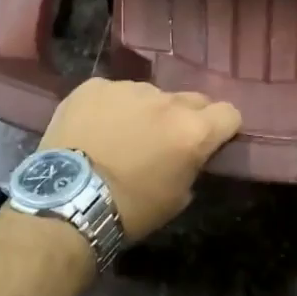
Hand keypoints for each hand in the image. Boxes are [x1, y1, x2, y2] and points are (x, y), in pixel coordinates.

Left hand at [39, 80, 241, 239]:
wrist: (67, 202)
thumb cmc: (129, 209)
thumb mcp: (177, 198)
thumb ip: (192, 165)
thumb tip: (191, 153)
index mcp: (193, 130)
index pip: (229, 113)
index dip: (223, 128)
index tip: (212, 141)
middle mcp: (166, 100)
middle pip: (192, 99)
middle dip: (185, 117)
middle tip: (165, 141)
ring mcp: (128, 88)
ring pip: (150, 95)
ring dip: (145, 112)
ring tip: (122, 137)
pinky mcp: (94, 86)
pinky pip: (113, 93)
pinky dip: (110, 108)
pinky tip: (95, 129)